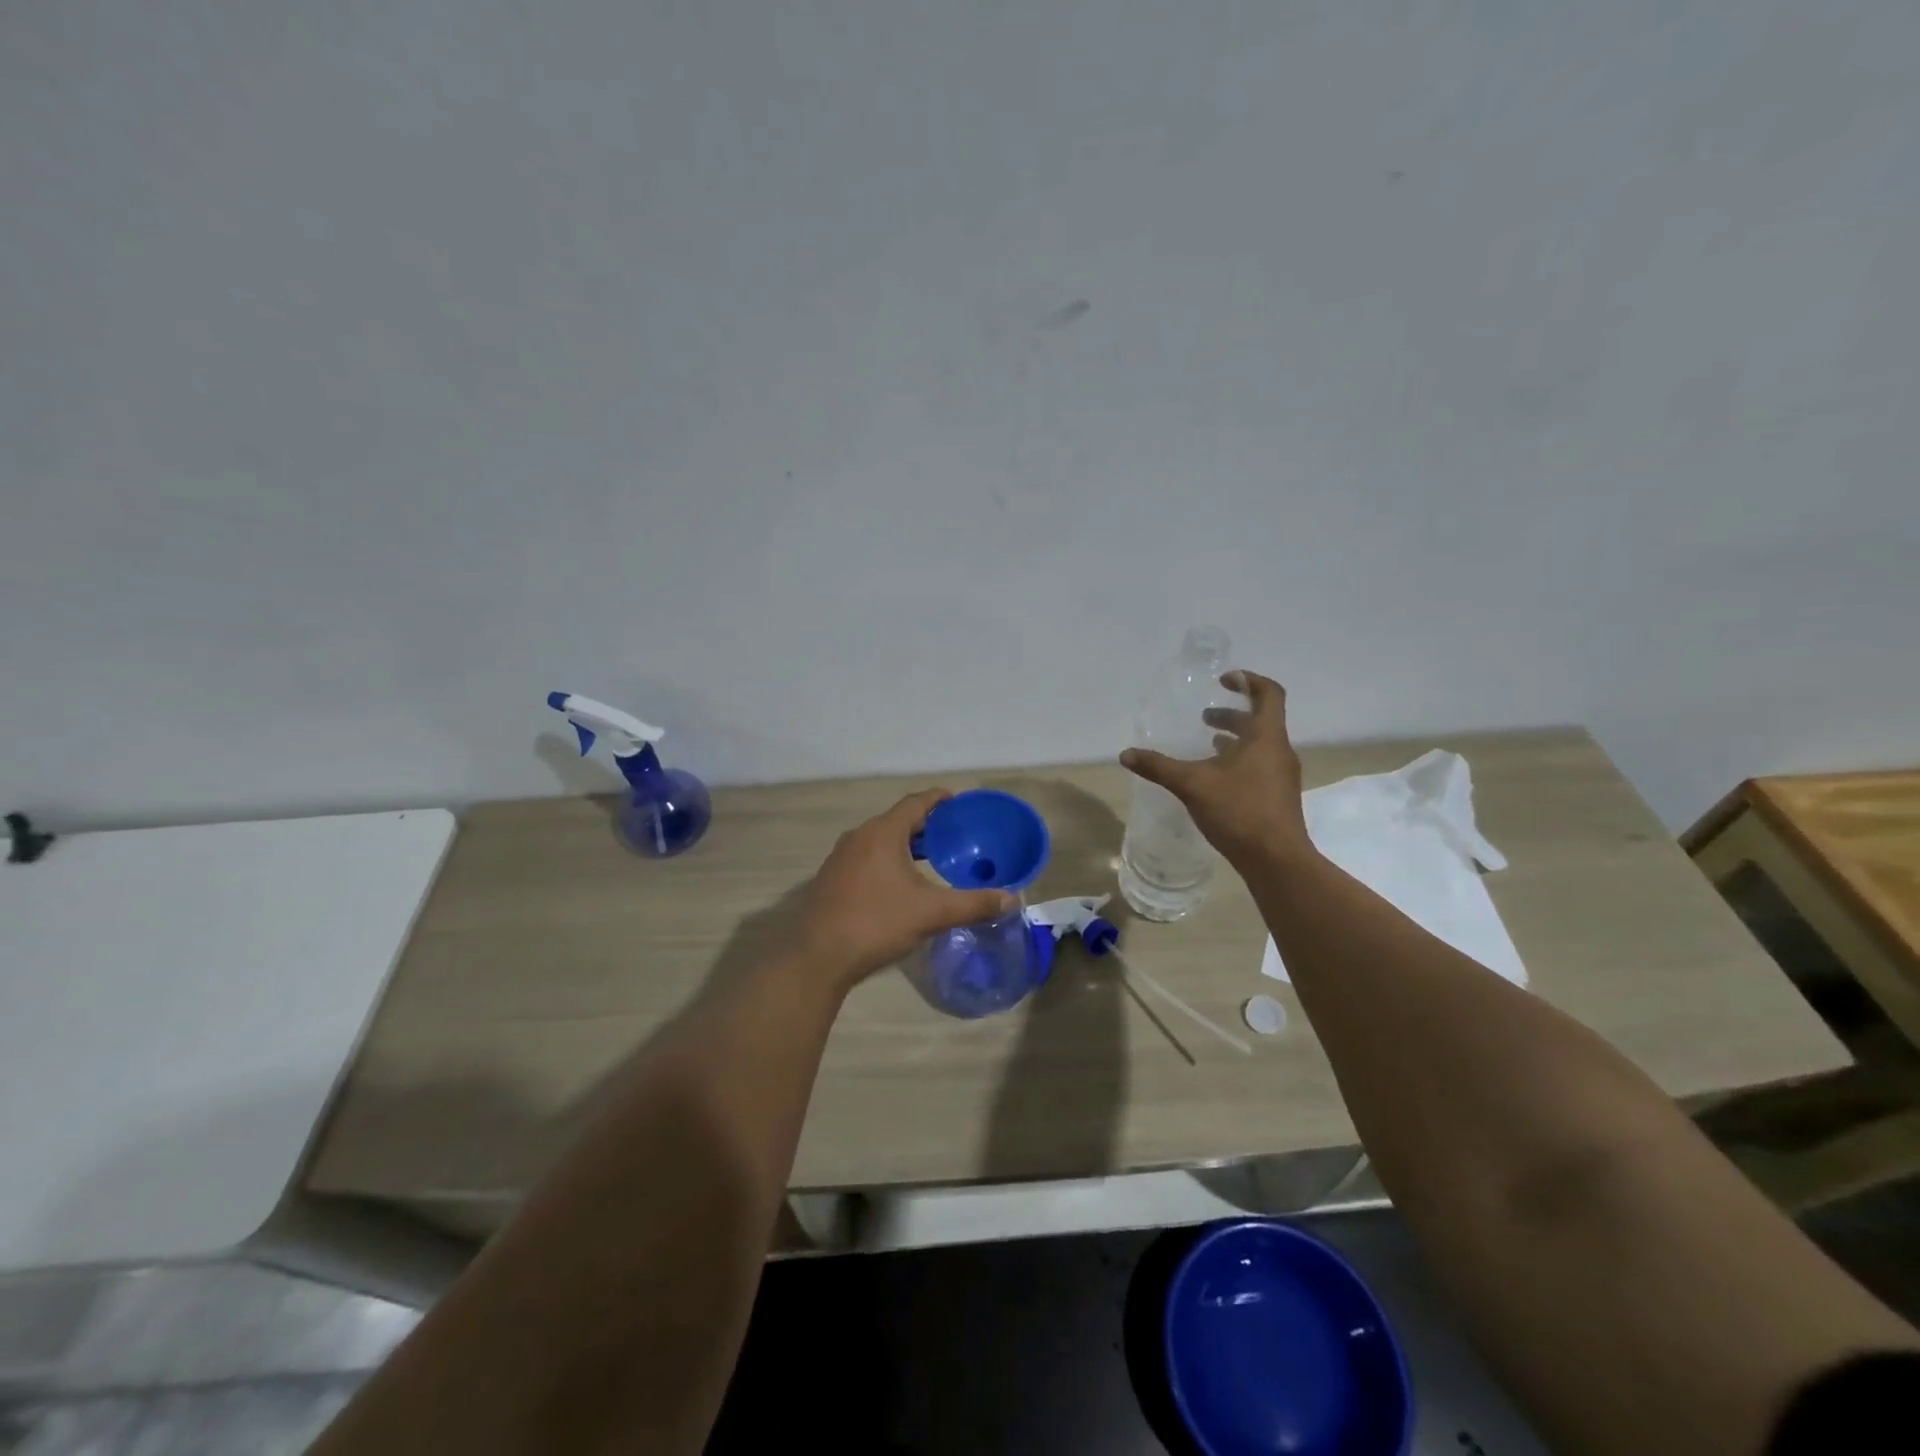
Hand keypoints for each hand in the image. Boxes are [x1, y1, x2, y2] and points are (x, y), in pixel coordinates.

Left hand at [797, 789, 1017, 989]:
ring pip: (879, 840)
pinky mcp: (831, 879)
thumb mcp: (931, 913)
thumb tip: (1012, 899)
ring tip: (929, 857)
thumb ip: (973, 904)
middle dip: (924, 825)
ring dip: (904, 844)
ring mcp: (840, 858)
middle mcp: (858, 837)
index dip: (938, 799)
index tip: (957, 801)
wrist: (818, 956)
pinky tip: (898, 883)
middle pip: (897, 820)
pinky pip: (865, 857)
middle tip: (951, 834)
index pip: (915, 803)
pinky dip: (886, 860)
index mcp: (882, 833)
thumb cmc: (877, 923)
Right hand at [1120, 670, 1315, 868]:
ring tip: (1208, 744)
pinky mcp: (1278, 797)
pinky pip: (1260, 766)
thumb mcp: (1192, 785)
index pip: (1268, 694)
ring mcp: (1282, 776)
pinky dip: (1239, 761)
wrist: (1277, 860)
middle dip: (1233, 714)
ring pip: (1260, 745)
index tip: (1224, 680)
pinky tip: (1216, 778)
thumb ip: (1159, 767)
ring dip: (1236, 739)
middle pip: (1261, 720)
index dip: (1248, 681)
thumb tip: (1126, 754)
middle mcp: (1279, 751)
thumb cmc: (1239, 811)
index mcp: (1266, 737)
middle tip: (1205, 716)